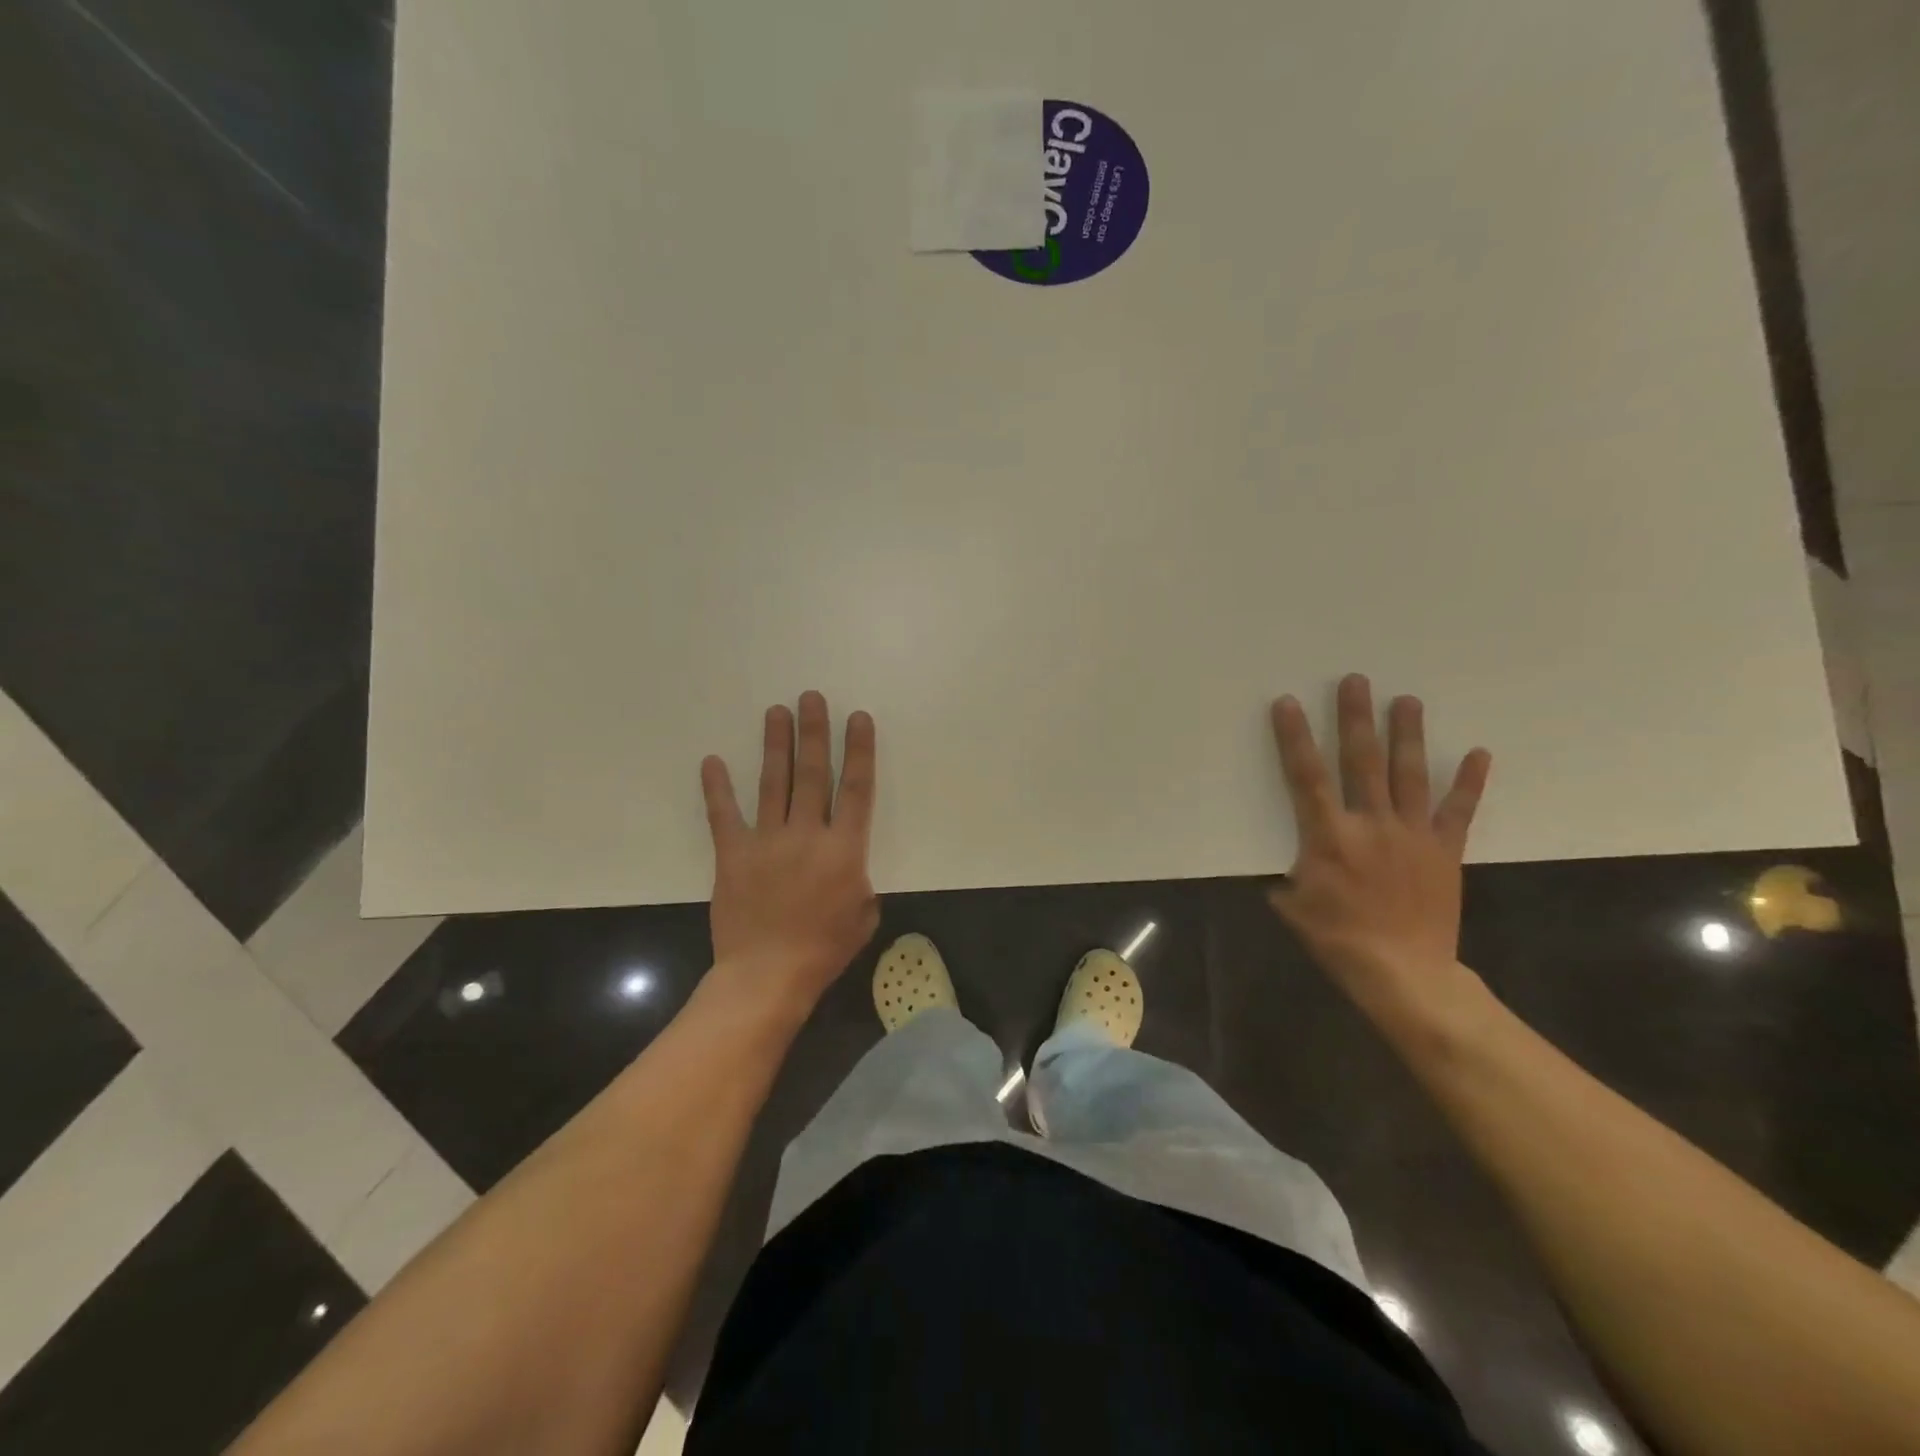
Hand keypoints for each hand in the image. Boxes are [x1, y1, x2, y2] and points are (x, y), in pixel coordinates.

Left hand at [700, 691, 879, 1003]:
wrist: (768, 974)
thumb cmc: (824, 949)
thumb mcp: (864, 914)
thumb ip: (860, 880)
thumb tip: (849, 865)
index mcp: (845, 848)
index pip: (856, 789)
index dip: (858, 751)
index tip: (858, 719)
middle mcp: (807, 834)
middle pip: (812, 773)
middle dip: (814, 733)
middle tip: (811, 697)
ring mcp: (767, 841)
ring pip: (773, 784)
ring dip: (776, 745)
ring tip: (777, 712)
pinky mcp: (734, 855)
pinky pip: (724, 816)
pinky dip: (717, 788)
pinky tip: (712, 761)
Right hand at [1267, 674, 1491, 1021]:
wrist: (1405, 973)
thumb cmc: (1339, 939)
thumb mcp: (1293, 906)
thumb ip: (1289, 875)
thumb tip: (1289, 864)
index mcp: (1328, 836)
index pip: (1306, 777)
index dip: (1296, 738)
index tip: (1289, 703)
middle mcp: (1370, 824)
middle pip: (1360, 762)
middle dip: (1356, 719)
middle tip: (1356, 681)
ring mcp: (1412, 835)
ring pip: (1408, 775)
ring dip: (1406, 735)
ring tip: (1407, 700)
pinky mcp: (1444, 850)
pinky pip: (1458, 811)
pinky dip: (1469, 782)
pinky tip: (1477, 752)